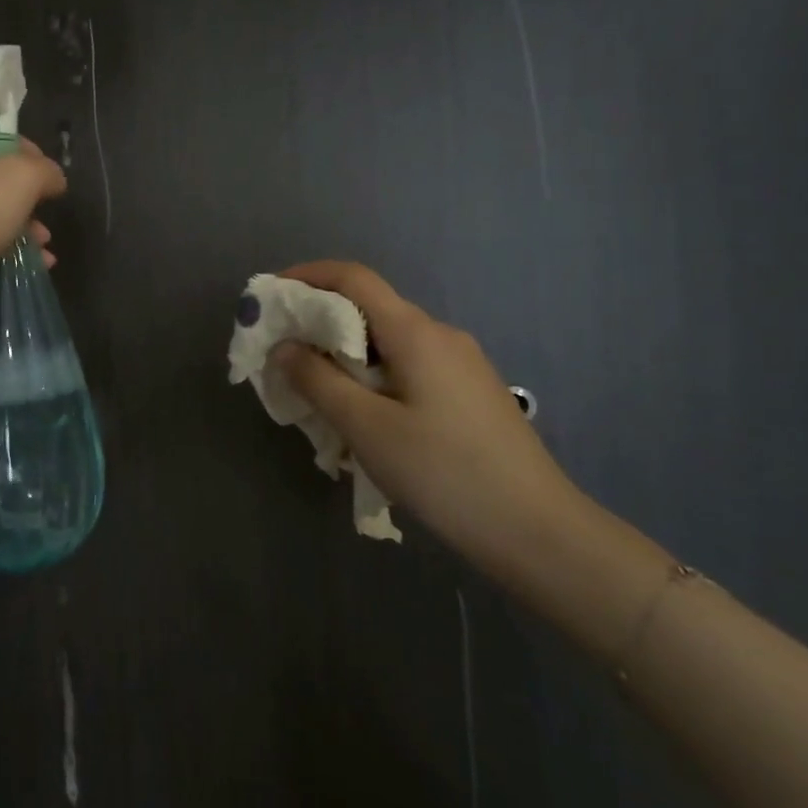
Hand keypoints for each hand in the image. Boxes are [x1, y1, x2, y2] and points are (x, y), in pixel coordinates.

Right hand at [272, 261, 582, 564]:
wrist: (536, 530)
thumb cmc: (442, 472)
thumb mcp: (366, 427)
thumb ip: (318, 380)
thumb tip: (285, 347)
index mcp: (415, 332)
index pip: (353, 278)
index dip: (307, 277)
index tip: (271, 297)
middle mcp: (440, 335)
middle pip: (369, 309)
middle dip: (320, 324)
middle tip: (284, 359)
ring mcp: (462, 364)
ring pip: (388, 343)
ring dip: (346, 357)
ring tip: (318, 397)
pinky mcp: (470, 393)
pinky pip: (409, 368)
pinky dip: (374, 377)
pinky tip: (365, 420)